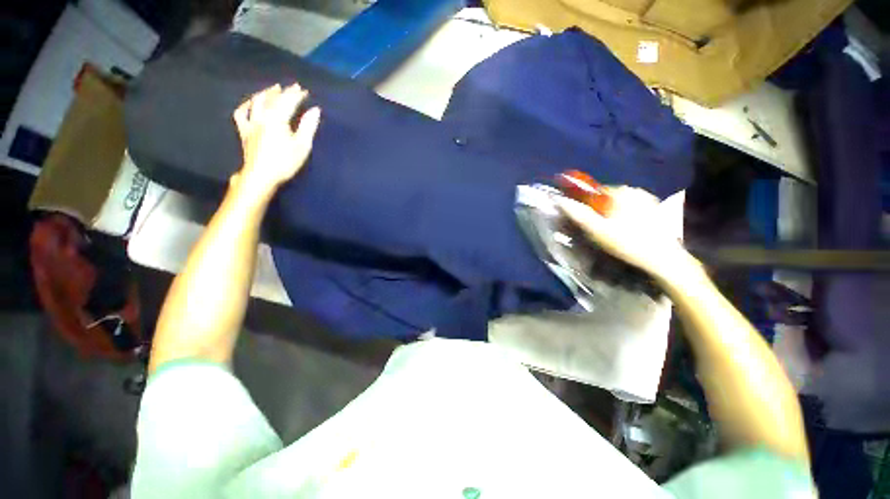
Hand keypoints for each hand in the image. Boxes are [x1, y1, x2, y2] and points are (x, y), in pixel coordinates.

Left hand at [232, 83, 320, 197]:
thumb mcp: (302, 146)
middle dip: (283, 92)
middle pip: (272, 99)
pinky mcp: (244, 132)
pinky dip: (246, 106)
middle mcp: (262, 117)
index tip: (304, 90)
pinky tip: (251, 103)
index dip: (296, 95)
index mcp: (277, 119)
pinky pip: (241, 114)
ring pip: (256, 102)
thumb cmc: (285, 162)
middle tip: (292, 87)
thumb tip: (315, 110)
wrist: (261, 176)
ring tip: (273, 89)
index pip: (288, 102)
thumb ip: (308, 126)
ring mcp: (251, 123)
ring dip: (265, 93)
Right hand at [557, 186, 690, 281]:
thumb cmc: (626, 243)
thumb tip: (559, 200)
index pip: (594, 192)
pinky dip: (627, 217)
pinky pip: (633, 209)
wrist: (662, 258)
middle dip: (601, 211)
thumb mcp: (596, 230)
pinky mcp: (656, 209)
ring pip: (620, 204)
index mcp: (620, 192)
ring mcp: (648, 199)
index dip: (587, 206)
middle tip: (601, 230)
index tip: (588, 222)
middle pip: (607, 198)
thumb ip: (577, 214)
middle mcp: (634, 190)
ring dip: (613, 215)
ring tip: (615, 234)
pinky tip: (629, 233)